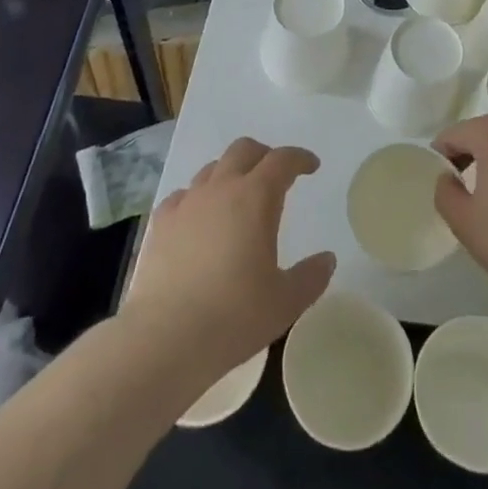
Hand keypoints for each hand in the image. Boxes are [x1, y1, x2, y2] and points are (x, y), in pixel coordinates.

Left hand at [124, 138, 334, 381]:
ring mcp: (186, 203)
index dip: (299, 158)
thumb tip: (326, 259)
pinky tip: (200, 220)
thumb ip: (311, 276)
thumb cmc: (233, 316)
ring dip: (231, 174)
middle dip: (264, 156)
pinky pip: (183, 195)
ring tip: (239, 199)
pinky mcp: (160, 223)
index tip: (311, 166)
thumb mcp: (285, 302)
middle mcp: (220, 189)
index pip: (282, 161)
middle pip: (243, 150)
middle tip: (277, 176)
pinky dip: (198, 199)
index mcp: (255, 198)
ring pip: (212, 169)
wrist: (163, 338)